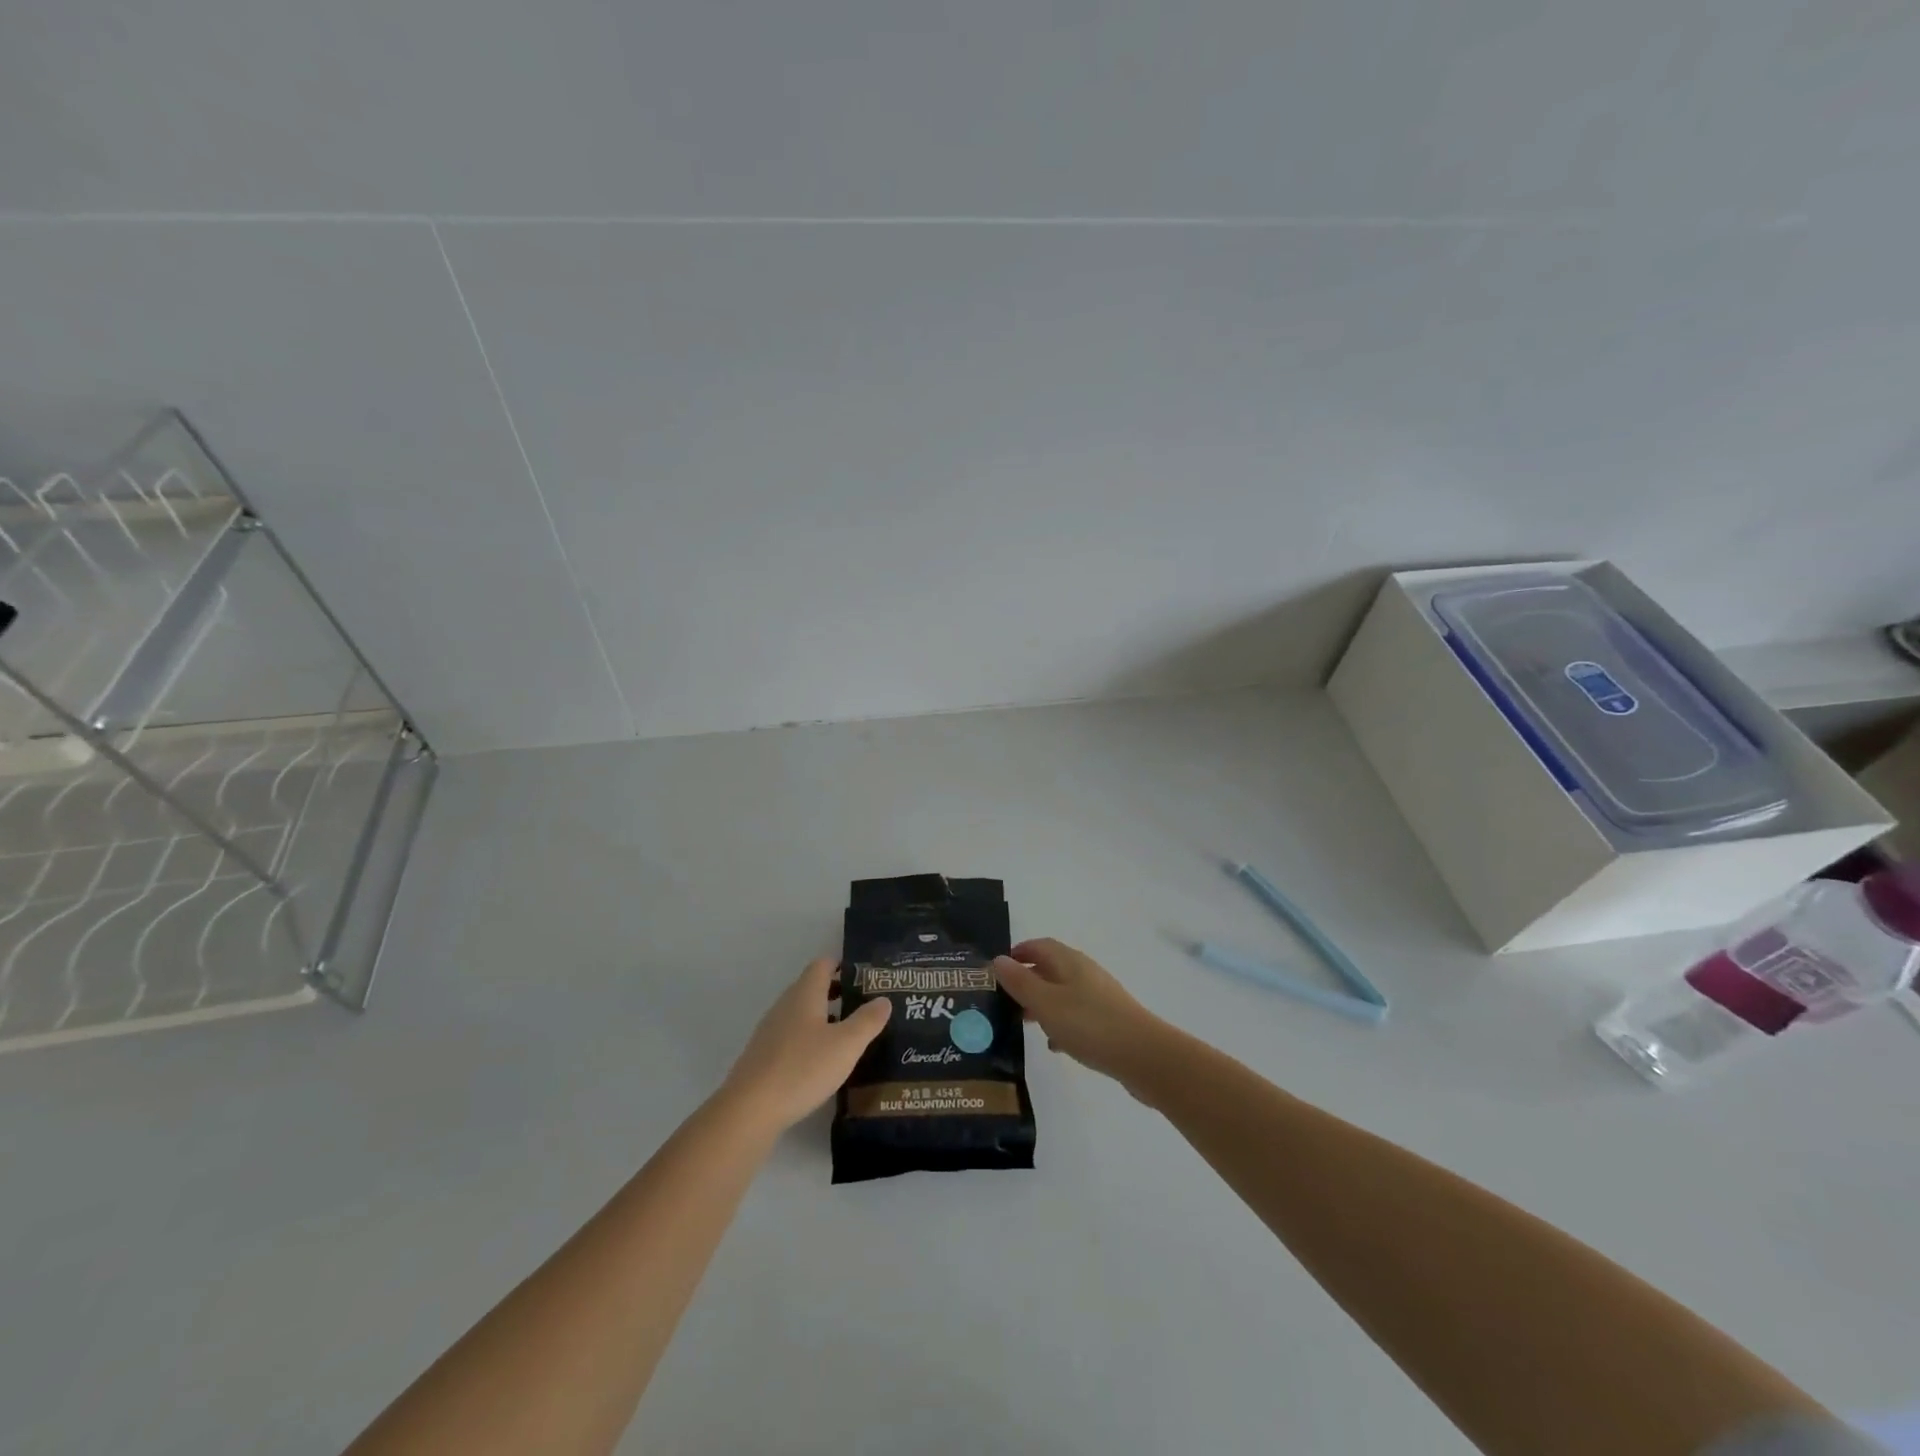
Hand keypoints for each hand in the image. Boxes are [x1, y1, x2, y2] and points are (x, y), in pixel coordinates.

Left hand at [721, 958, 891, 1133]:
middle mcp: (785, 1005)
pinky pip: (793, 1036)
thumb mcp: (846, 1045)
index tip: (865, 975)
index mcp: (805, 994)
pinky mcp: (764, 1055)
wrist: (750, 1110)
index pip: (823, 964)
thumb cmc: (803, 1068)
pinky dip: (811, 1038)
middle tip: (865, 1004)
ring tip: (850, 1034)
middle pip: (812, 987)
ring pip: (802, 1013)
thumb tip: (884, 999)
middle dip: (838, 992)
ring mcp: (771, 1030)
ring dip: (825, 1017)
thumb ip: (867, 1020)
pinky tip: (824, 1061)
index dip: (843, 965)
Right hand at [993, 938, 1167, 1085]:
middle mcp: (1085, 972)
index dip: (1018, 953)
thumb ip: (1020, 982)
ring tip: (1023, 1023)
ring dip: (1042, 1004)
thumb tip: (998, 959)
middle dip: (1027, 981)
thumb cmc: (1089, 1024)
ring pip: (1063, 993)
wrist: (1144, 1056)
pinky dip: (1061, 1023)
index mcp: (1069, 961)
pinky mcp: (1109, 1020)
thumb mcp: (1046, 1003)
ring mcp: (1099, 996)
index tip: (996, 971)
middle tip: (1004, 1001)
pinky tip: (1054, 1045)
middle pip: (1050, 968)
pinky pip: (1077, 1015)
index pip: (1039, 945)